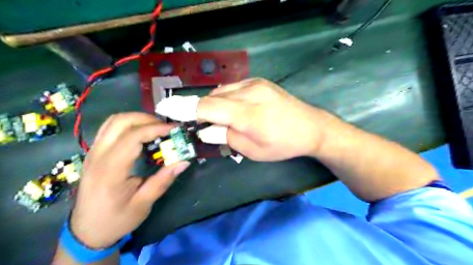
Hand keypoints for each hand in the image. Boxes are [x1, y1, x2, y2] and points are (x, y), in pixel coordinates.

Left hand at [68, 113, 189, 248]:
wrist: (87, 231)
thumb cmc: (116, 219)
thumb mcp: (144, 203)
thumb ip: (164, 179)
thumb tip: (184, 161)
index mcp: (110, 170)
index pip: (132, 137)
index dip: (155, 129)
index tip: (175, 130)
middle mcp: (98, 156)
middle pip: (120, 121)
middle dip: (146, 119)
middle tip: (166, 128)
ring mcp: (93, 152)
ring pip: (113, 121)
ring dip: (137, 119)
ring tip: (156, 129)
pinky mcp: (94, 153)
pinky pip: (110, 129)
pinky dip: (129, 125)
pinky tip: (142, 135)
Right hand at [195, 77, 330, 161]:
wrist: (311, 127)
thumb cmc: (283, 144)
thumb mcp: (252, 150)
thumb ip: (225, 137)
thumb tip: (204, 130)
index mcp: (247, 114)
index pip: (206, 107)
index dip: (184, 109)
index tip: (168, 111)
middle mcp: (249, 92)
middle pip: (212, 97)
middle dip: (201, 111)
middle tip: (201, 125)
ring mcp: (255, 83)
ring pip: (221, 91)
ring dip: (214, 104)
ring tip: (220, 119)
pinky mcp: (259, 81)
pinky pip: (233, 87)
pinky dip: (226, 98)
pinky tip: (232, 108)